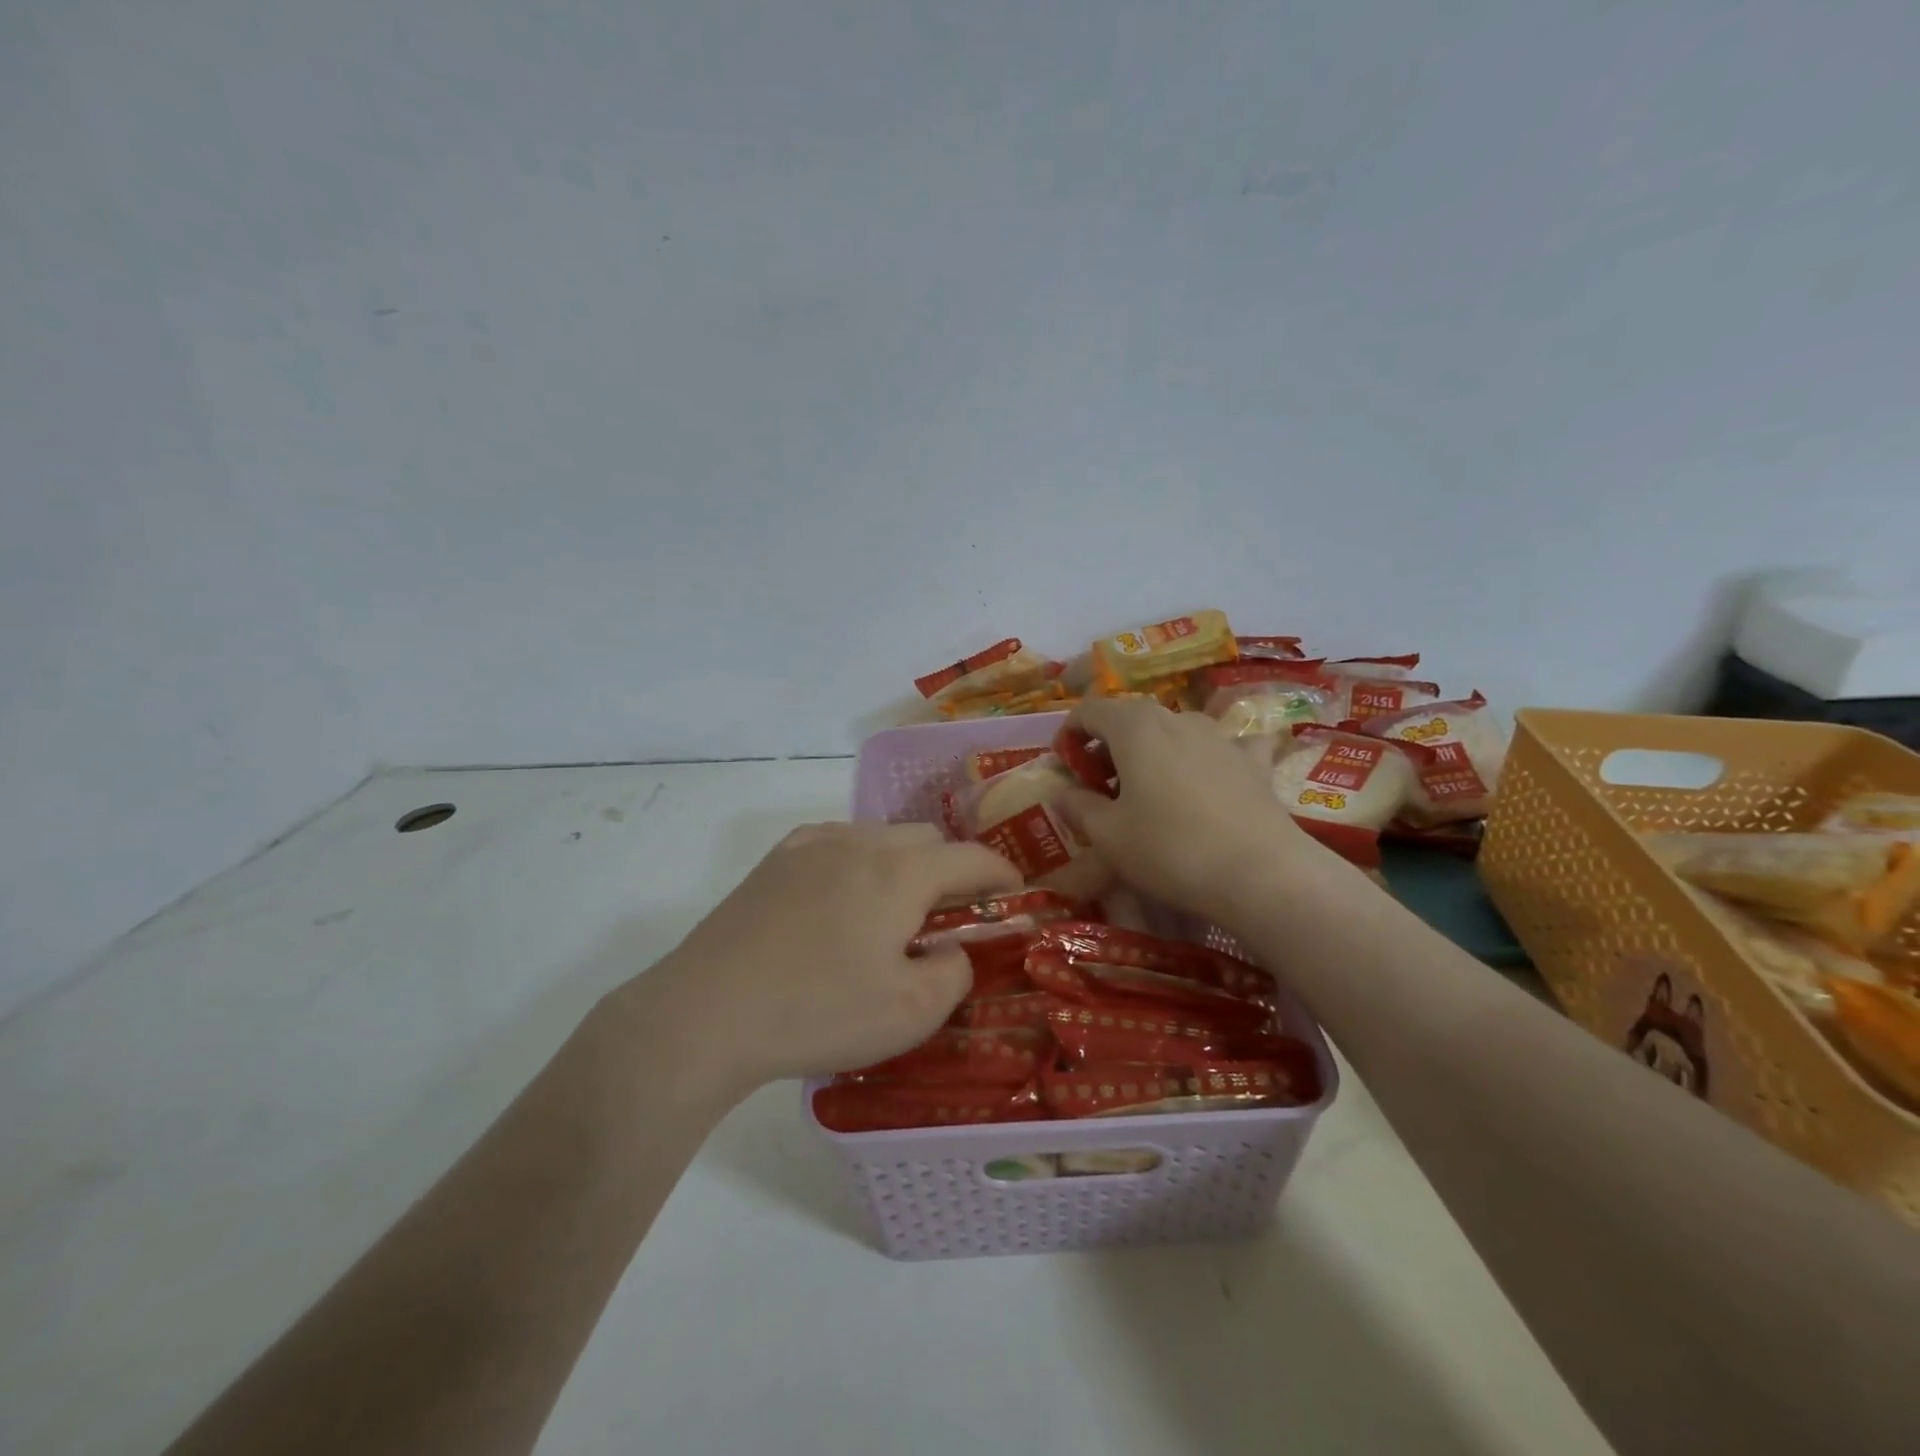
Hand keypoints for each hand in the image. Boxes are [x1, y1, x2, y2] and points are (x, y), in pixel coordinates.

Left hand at [631, 822, 1021, 1098]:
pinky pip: (836, 844)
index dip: (1001, 873)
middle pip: (926, 840)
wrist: (708, 1012)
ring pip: (879, 837)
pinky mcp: (775, 860)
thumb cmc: (819, 1011)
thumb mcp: (910, 1012)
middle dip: (950, 869)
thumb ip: (953, 972)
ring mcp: (812, 844)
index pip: (970, 858)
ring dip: (902, 864)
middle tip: (949, 915)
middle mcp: (860, 841)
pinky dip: (858, 862)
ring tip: (892, 911)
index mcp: (901, 871)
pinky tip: (842, 901)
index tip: (1015, 892)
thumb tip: (951, 950)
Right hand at [1061, 698, 1334, 926]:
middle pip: (1131, 719)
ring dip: (1154, 752)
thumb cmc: (1169, 848)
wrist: (1261, 873)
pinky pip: (1226, 748)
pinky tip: (1215, 777)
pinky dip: (1210, 758)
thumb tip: (1062, 793)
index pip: (1089, 710)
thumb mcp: (1108, 835)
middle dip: (1109, 747)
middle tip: (1100, 786)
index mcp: (1134, 726)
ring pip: (1175, 732)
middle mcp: (1177, 718)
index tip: (1063, 765)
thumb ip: (1078, 808)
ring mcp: (1220, 736)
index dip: (1070, 734)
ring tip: (1150, 790)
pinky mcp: (1254, 761)